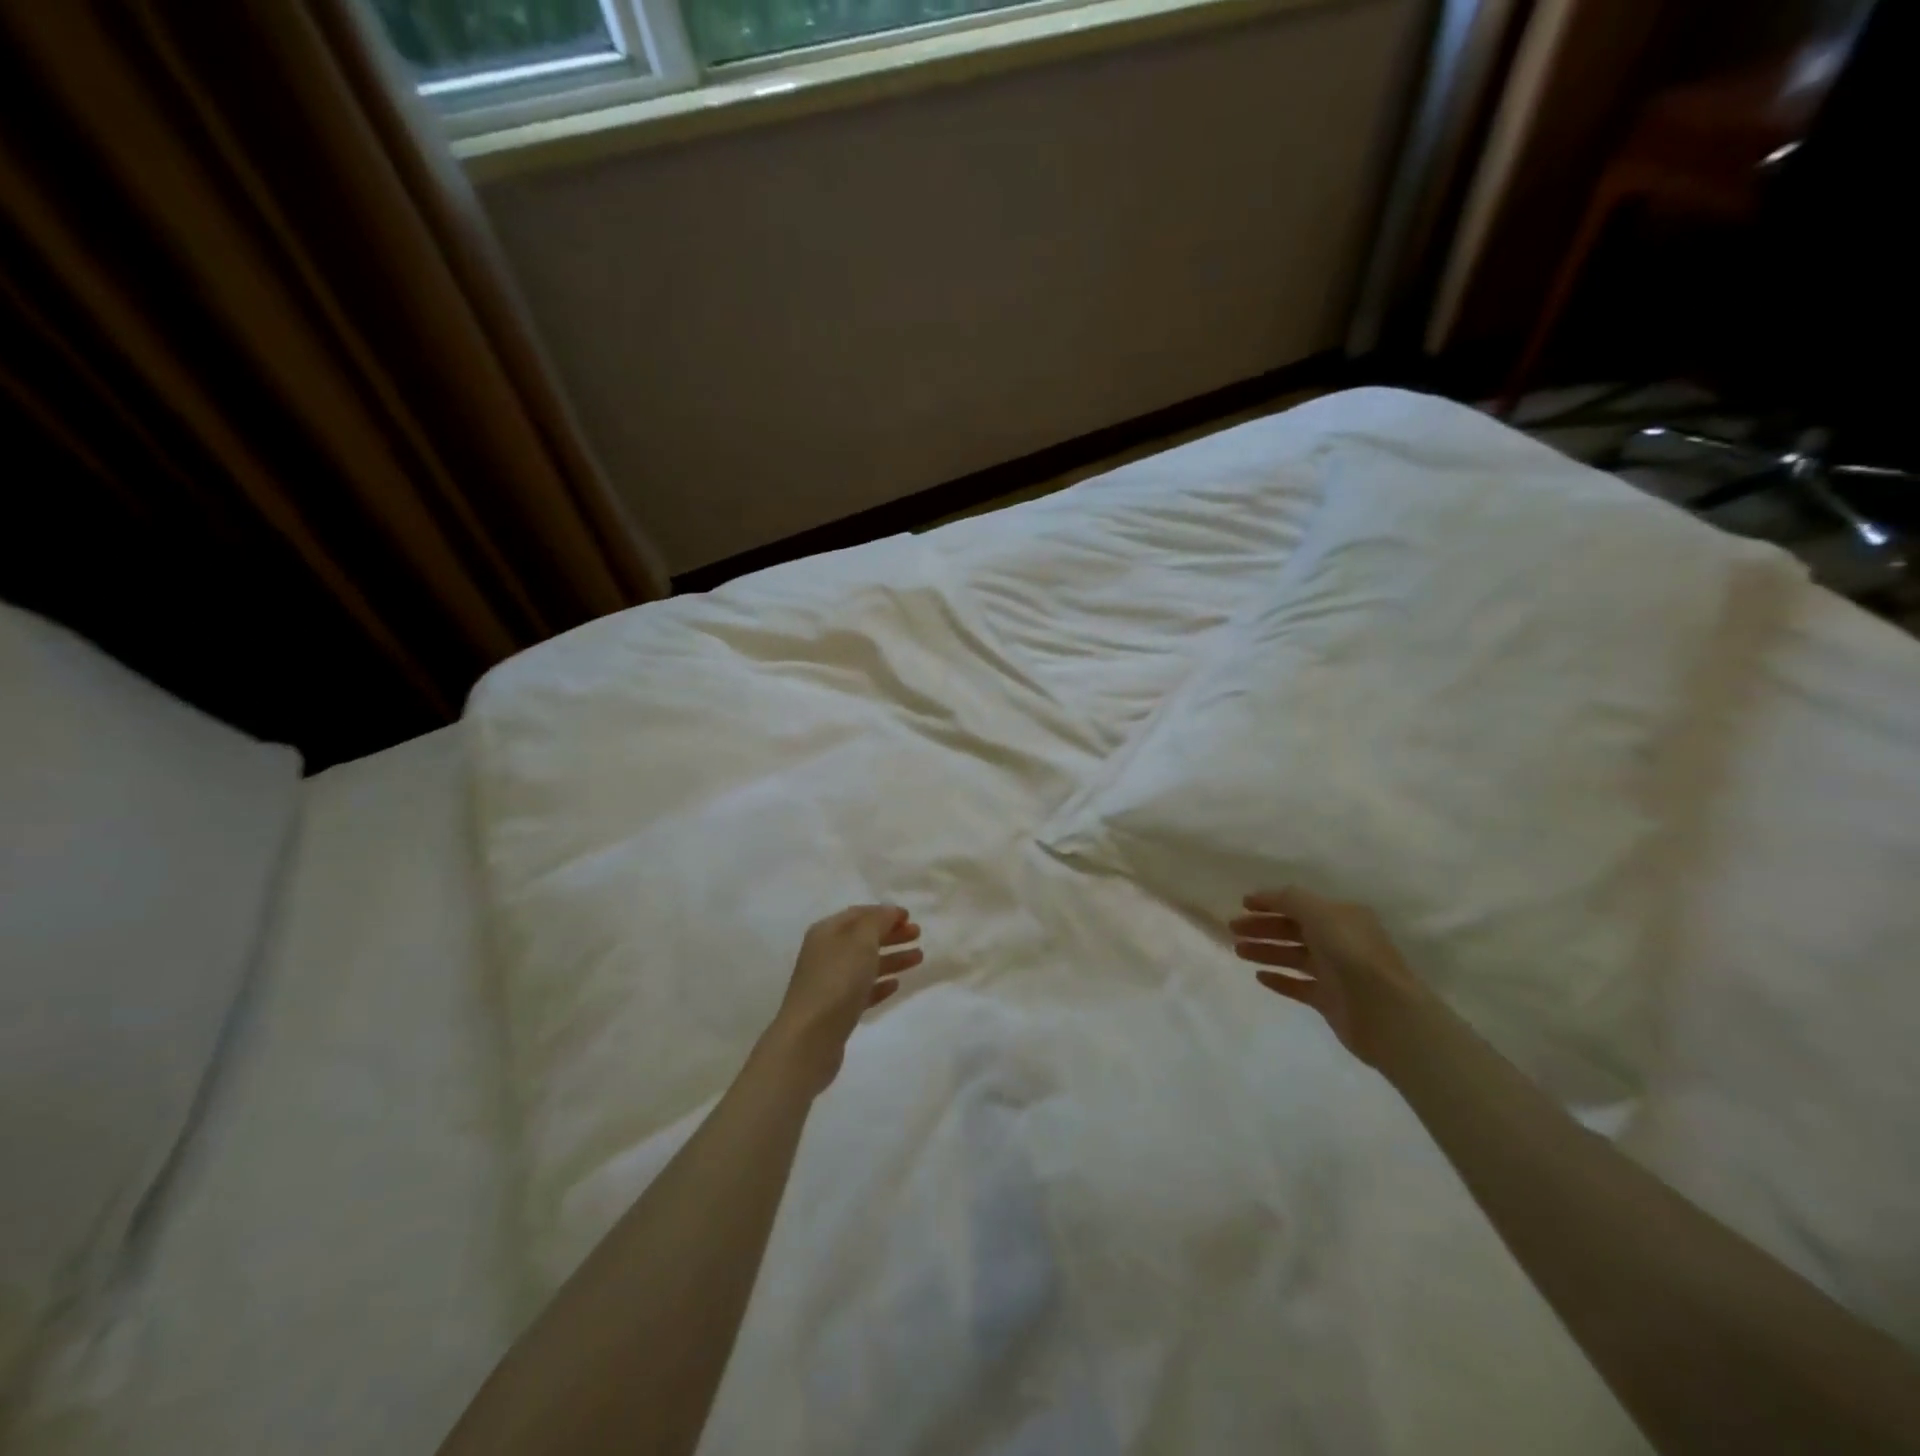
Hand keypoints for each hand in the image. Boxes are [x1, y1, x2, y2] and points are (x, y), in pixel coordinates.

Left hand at [765, 905, 922, 1094]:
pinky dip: (880, 984)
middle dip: (891, 934)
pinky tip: (895, 985)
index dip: (884, 913)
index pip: (859, 914)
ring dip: (892, 958)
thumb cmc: (837, 980)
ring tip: (918, 958)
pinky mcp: (837, 1010)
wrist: (810, 1038)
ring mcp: (830, 983)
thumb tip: (889, 911)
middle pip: (863, 938)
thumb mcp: (860, 940)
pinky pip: (862, 990)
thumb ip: (877, 921)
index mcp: (827, 932)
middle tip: (918, 935)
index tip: (910, 916)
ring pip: (865, 964)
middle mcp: (826, 953)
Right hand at [1229, 888, 1420, 1066]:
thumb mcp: (1320, 913)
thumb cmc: (1351, 954)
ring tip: (1238, 951)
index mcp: (1341, 917)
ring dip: (1265, 950)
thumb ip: (1290, 900)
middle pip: (1293, 929)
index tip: (1242, 904)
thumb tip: (1267, 896)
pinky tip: (1259, 976)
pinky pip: (1298, 985)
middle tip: (1233, 929)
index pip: (1300, 904)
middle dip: (1263, 927)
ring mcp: (1335, 972)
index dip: (1270, 902)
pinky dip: (1279, 979)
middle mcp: (1339, 941)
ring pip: (1292, 956)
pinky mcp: (1330, 1000)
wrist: (1384, 1012)